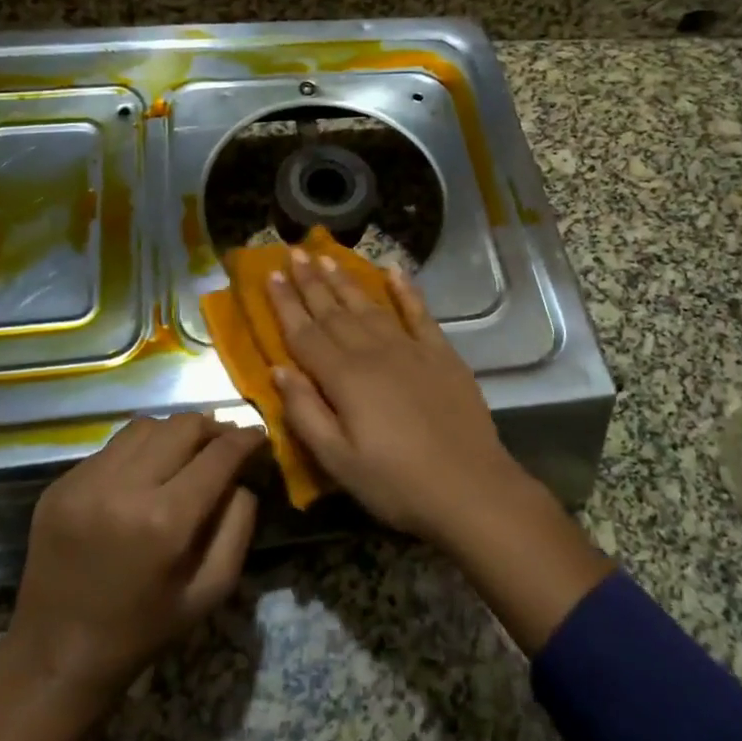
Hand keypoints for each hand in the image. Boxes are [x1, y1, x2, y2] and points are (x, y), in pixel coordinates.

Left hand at [0, 413, 261, 740]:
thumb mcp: (211, 590)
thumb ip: (238, 526)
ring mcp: (85, 482)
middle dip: (213, 428)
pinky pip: (112, 447)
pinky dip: (138, 451)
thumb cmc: (143, 630)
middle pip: (183, 426)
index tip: (258, 437)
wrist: (56, 658)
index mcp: (165, 521)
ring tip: (184, 452)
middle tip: (224, 443)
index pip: (219, 455)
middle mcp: (124, 488)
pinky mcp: (60, 484)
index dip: (246, 439)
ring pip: (146, 426)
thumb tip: (241, 479)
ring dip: (174, 433)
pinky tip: (143, 474)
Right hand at [266, 248, 520, 542]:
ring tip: (328, 257)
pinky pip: (419, 313)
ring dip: (347, 281)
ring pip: (370, 306)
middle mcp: (374, 352)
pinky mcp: (441, 354)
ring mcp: (410, 349)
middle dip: (311, 282)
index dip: (286, 304)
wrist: (470, 488)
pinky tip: (394, 271)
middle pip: (335, 311)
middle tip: (295, 252)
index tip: (272, 274)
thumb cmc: (396, 483)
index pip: (305, 333)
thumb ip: (304, 413)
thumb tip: (278, 369)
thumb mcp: (338, 461)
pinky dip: (406, 290)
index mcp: (344, 378)